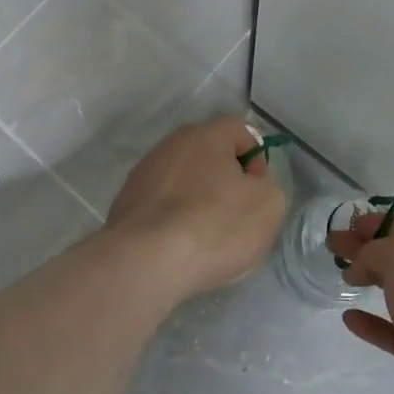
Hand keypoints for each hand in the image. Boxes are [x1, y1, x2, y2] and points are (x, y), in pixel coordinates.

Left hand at [106, 117, 286, 302]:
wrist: (146, 262)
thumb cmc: (216, 226)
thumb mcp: (268, 206)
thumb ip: (265, 186)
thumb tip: (248, 187)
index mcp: (206, 135)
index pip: (240, 131)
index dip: (256, 159)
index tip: (257, 192)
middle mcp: (171, 144)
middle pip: (208, 155)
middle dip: (225, 181)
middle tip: (235, 215)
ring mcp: (144, 172)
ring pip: (183, 180)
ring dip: (197, 200)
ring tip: (205, 237)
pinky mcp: (125, 202)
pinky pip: (161, 204)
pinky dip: (173, 219)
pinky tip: (178, 246)